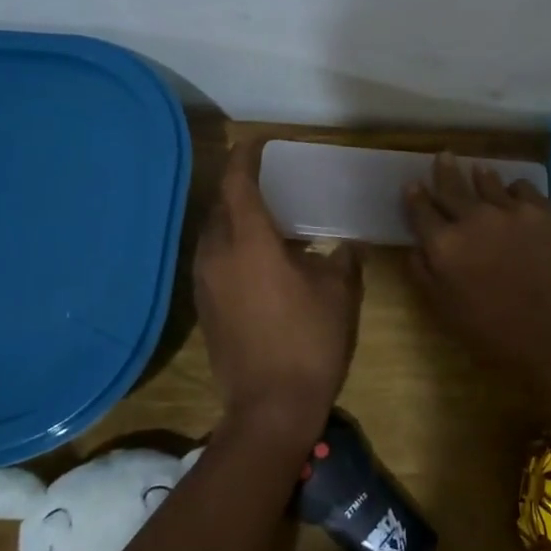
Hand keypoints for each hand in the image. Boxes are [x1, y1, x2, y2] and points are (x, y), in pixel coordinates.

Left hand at [194, 139, 362, 445]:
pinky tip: (259, 257)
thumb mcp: (339, 292)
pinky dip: (232, 244)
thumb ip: (342, 259)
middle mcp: (217, 253)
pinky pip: (214, 258)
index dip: (246, 156)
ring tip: (268, 216)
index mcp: (248, 241)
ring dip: (235, 217)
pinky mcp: (205, 306)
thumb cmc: (309, 340)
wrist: (269, 409)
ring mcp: (205, 282)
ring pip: (215, 232)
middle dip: (240, 185)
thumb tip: (345, 246)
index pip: (237, 182)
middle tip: (270, 179)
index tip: (260, 142)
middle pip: (221, 204)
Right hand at [403, 152, 550, 364]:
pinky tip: (518, 195)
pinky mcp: (547, 211)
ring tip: (480, 169)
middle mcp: (475, 218)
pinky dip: (516, 190)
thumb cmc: (498, 335)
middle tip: (443, 156)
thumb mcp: (447, 312)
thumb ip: (426, 276)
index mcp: (446, 245)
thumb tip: (416, 248)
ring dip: (481, 176)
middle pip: (453, 187)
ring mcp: (513, 210)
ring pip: (490, 182)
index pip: (422, 212)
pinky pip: (525, 188)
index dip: (415, 197)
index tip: (412, 184)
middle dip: (445, 171)